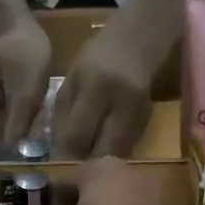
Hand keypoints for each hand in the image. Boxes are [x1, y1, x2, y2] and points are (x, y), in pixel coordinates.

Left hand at [52, 19, 160, 159]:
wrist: (137, 42)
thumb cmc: (96, 57)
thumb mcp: (71, 79)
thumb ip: (63, 113)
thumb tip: (57, 149)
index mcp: (95, 87)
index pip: (76, 134)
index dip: (64, 151)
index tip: (56, 158)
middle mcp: (120, 102)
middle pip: (99, 150)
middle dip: (83, 161)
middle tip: (72, 162)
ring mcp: (138, 113)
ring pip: (116, 153)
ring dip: (99, 160)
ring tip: (87, 157)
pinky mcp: (148, 120)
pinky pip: (127, 147)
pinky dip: (113, 151)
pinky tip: (103, 146)